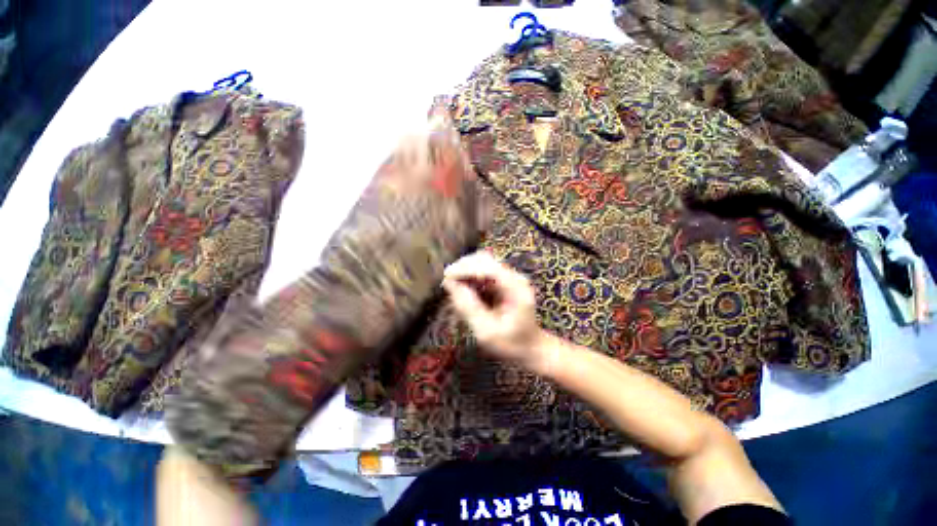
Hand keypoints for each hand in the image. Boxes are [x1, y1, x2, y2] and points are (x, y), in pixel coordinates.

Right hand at [442, 251, 549, 370]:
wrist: (531, 347)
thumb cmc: (511, 344)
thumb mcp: (486, 331)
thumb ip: (468, 307)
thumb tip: (449, 284)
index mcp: (516, 288)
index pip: (488, 267)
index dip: (465, 269)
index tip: (446, 277)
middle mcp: (515, 277)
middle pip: (485, 260)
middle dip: (463, 268)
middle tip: (447, 283)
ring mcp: (510, 277)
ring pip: (483, 263)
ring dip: (466, 271)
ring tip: (453, 287)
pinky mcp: (504, 281)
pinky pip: (483, 271)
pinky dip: (471, 277)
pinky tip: (463, 289)